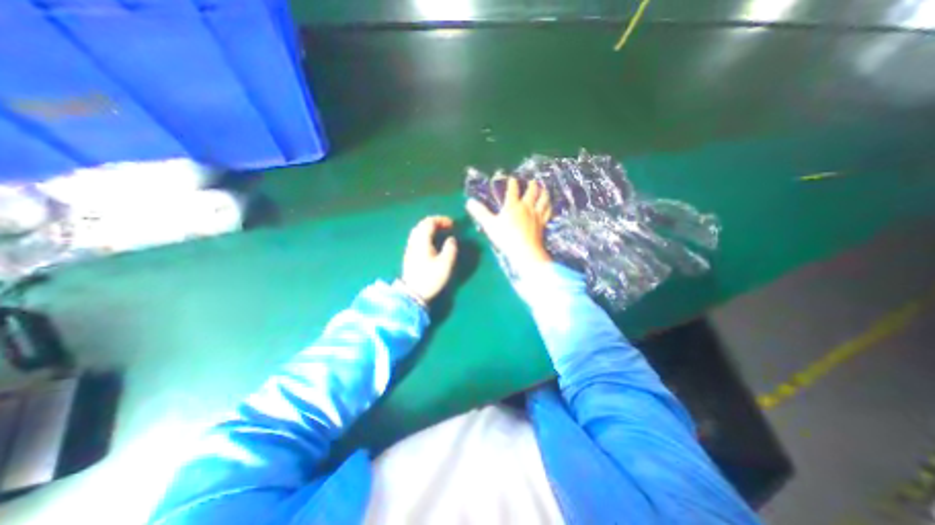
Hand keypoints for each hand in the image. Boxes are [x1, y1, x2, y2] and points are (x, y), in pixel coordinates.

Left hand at [402, 214, 459, 303]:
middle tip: (447, 226)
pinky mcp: (409, 255)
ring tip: (441, 233)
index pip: (429, 222)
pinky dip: (426, 235)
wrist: (414, 294)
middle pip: (422, 225)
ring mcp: (410, 248)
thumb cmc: (431, 278)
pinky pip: (417, 238)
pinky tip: (432, 242)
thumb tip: (451, 239)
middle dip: (435, 222)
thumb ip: (451, 248)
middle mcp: (414, 241)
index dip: (441, 220)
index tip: (452, 224)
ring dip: (430, 228)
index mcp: (422, 241)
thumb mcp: (446, 264)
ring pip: (418, 231)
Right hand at [466, 176, 549, 274]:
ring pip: (542, 201)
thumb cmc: (505, 237)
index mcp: (512, 206)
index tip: (512, 178)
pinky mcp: (542, 224)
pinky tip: (549, 206)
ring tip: (544, 189)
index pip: (512, 191)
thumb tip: (469, 201)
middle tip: (533, 181)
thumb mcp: (489, 225)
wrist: (524, 250)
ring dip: (543, 193)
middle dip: (532, 186)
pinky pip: (547, 213)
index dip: (512, 183)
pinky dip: (548, 207)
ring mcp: (536, 215)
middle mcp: (526, 207)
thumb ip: (480, 212)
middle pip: (531, 193)